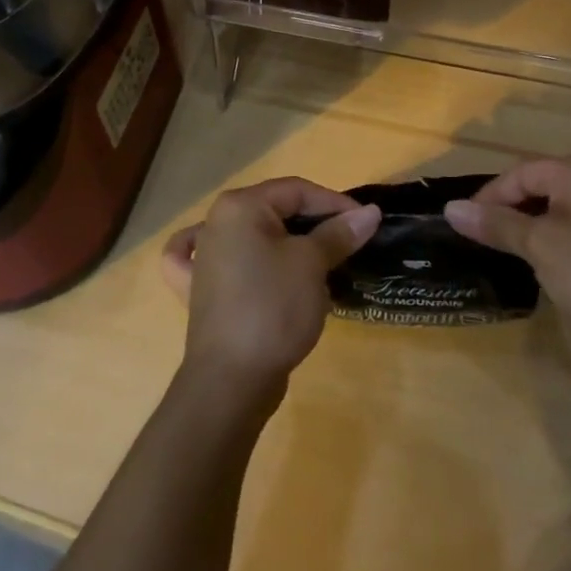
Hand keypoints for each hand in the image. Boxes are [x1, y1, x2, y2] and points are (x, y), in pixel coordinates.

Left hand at [161, 177, 380, 400]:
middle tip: (348, 245)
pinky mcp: (200, 291)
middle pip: (274, 211)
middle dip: (313, 225)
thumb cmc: (273, 308)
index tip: (366, 223)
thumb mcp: (312, 264)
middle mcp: (215, 222)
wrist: (231, 380)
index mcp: (239, 206)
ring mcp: (203, 258)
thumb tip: (370, 212)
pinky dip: (235, 258)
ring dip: (282, 243)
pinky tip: (233, 257)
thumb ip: (339, 233)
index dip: (334, 203)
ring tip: (314, 260)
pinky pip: (218, 262)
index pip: (296, 190)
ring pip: (251, 235)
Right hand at [444, 155, 570, 349]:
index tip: (463, 225)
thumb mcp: (538, 244)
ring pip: (555, 214)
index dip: (488, 197)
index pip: (520, 173)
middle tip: (480, 239)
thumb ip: (495, 223)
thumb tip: (450, 209)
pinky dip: (553, 246)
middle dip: (508, 212)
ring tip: (503, 252)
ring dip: (529, 231)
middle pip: (538, 189)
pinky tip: (543, 266)